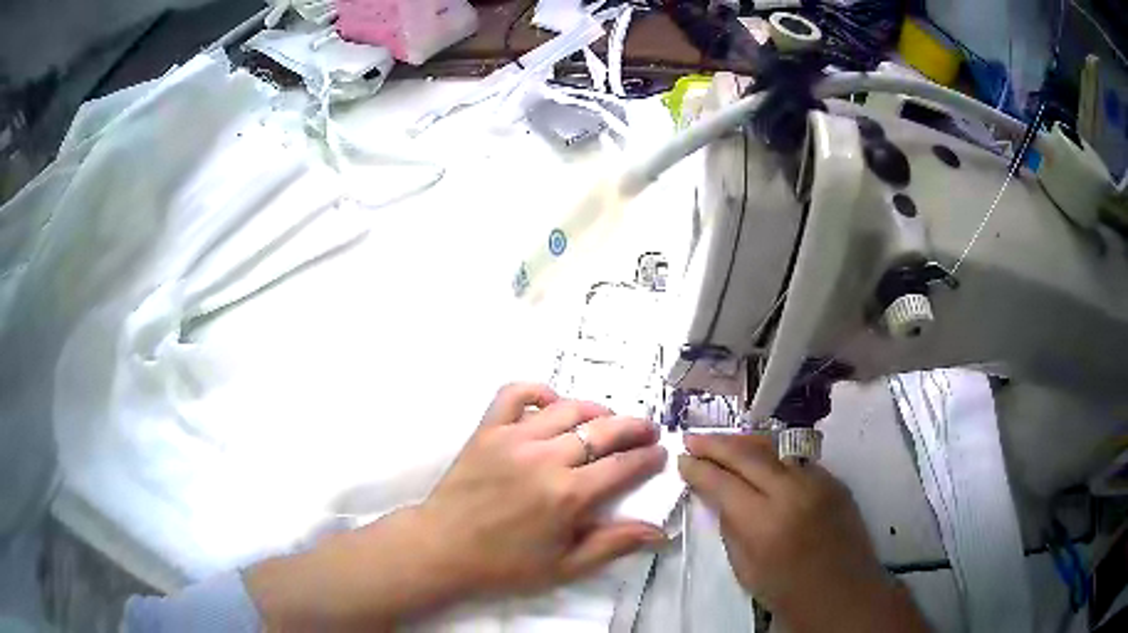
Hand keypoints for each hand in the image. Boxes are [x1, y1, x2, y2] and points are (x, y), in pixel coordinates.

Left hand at [419, 382, 668, 593]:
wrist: (442, 548)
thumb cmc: (504, 565)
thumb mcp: (564, 567)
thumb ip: (613, 545)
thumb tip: (659, 531)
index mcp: (568, 495)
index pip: (623, 466)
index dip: (648, 458)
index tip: (660, 454)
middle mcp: (546, 458)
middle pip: (603, 430)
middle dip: (634, 428)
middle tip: (647, 432)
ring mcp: (514, 438)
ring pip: (568, 408)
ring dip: (596, 411)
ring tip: (608, 421)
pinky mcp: (488, 429)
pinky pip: (516, 393)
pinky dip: (539, 391)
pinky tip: (553, 403)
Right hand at [678, 434, 929, 632]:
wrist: (845, 594)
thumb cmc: (789, 593)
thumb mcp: (746, 570)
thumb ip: (730, 528)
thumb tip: (717, 497)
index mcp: (766, 522)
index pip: (723, 482)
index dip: (699, 469)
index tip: (682, 460)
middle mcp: (794, 492)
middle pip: (748, 454)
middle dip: (716, 443)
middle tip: (692, 438)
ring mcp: (819, 481)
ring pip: (775, 447)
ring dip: (743, 442)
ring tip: (721, 440)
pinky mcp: (834, 480)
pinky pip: (796, 460)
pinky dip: (773, 456)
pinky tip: (760, 459)